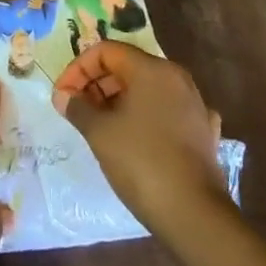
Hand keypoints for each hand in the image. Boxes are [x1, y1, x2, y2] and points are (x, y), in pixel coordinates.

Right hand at [52, 43, 226, 237]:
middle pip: (128, 67)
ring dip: (118, 100)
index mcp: (152, 69)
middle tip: (77, 110)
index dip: (78, 68)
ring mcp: (195, 104)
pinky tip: (137, 137)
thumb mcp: (99, 132)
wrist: (194, 214)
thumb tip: (62, 96)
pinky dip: (146, 117)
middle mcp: (177, 78)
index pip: (106, 51)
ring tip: (99, 126)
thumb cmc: (141, 162)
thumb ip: (77, 107)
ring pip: (148, 90)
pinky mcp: (203, 132)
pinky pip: (167, 112)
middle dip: (97, 84)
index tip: (63, 95)